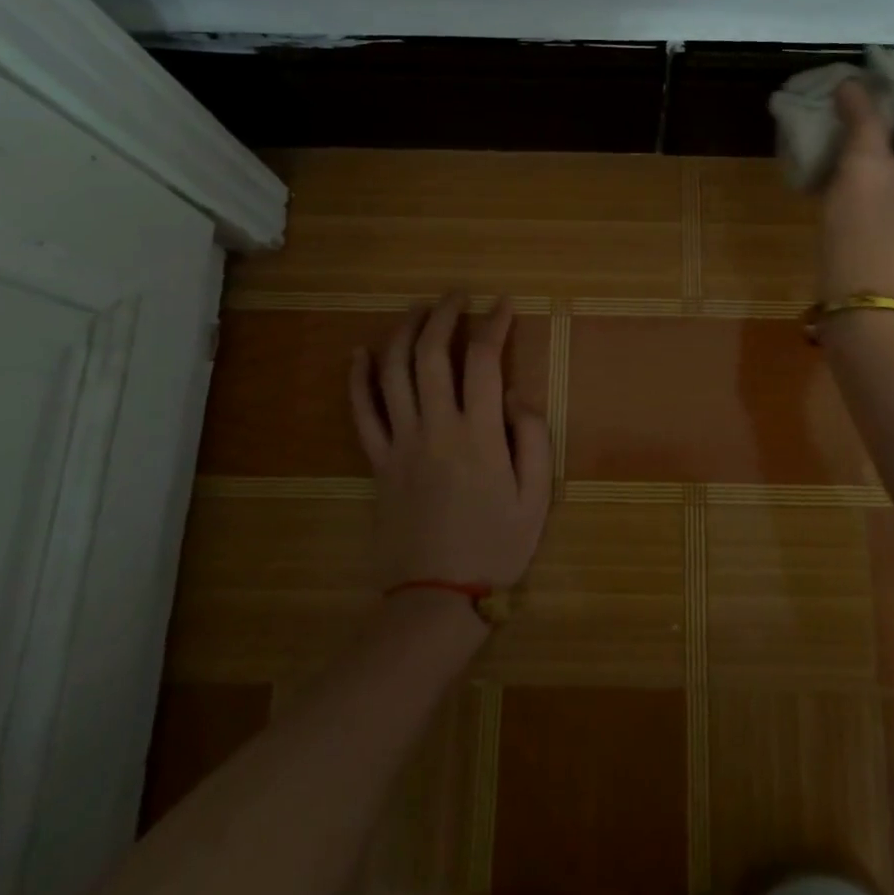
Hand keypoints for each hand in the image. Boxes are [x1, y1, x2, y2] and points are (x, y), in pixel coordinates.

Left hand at [349, 294, 551, 595]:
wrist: (436, 599)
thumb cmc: (495, 548)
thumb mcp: (536, 497)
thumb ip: (533, 438)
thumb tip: (515, 394)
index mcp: (479, 434)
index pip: (484, 361)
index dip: (495, 324)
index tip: (504, 304)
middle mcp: (435, 427)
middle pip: (431, 354)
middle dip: (444, 315)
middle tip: (457, 295)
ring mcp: (400, 443)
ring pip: (393, 373)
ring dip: (403, 333)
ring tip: (418, 310)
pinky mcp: (377, 462)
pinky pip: (361, 413)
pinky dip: (358, 379)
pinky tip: (360, 353)